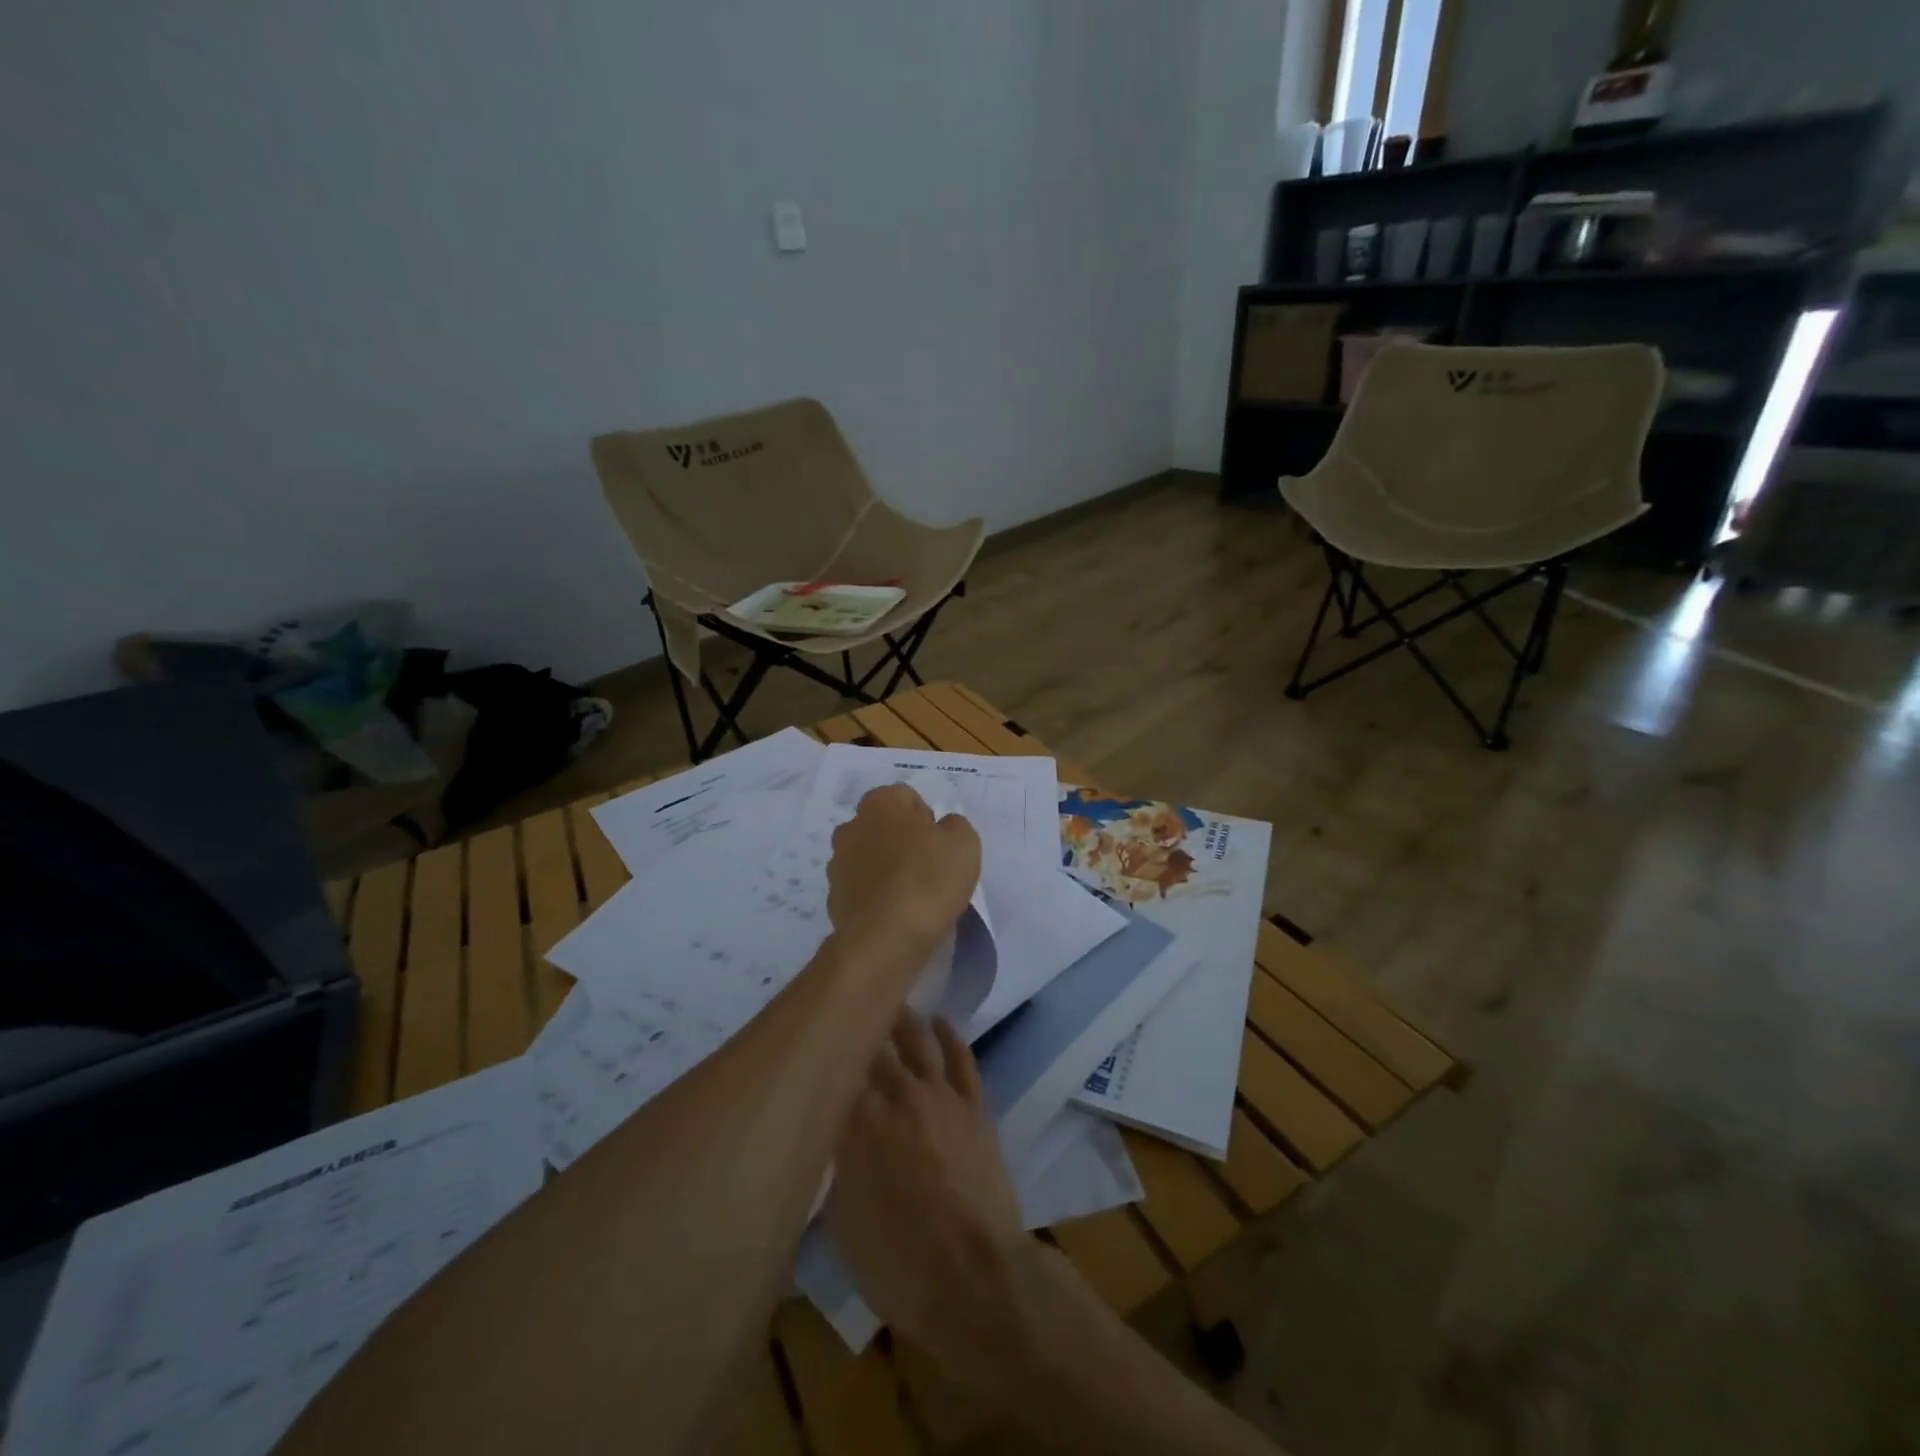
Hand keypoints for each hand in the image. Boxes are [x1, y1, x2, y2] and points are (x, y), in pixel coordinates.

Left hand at [827, 785, 980, 952]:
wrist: (886, 938)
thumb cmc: (929, 879)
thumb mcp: (964, 843)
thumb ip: (954, 826)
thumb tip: (942, 828)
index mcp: (880, 803)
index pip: (906, 798)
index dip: (927, 819)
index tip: (939, 845)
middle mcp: (851, 826)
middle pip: (883, 826)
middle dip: (902, 840)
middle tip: (928, 867)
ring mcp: (837, 863)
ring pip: (868, 857)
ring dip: (885, 868)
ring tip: (912, 895)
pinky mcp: (833, 898)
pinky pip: (861, 888)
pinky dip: (875, 896)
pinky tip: (894, 914)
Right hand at [827, 1014, 1036, 1388]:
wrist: (975, 1279)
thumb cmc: (898, 1264)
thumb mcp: (842, 1223)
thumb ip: (833, 1166)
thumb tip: (828, 1136)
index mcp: (857, 1123)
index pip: (836, 1069)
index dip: (825, 1052)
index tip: (814, 1039)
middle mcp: (897, 1095)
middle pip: (875, 1045)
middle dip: (860, 1026)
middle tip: (847, 1009)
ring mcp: (939, 1095)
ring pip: (917, 1039)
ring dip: (902, 1018)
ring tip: (889, 1001)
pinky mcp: (974, 1103)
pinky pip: (960, 1056)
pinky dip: (948, 1034)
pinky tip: (939, 1021)